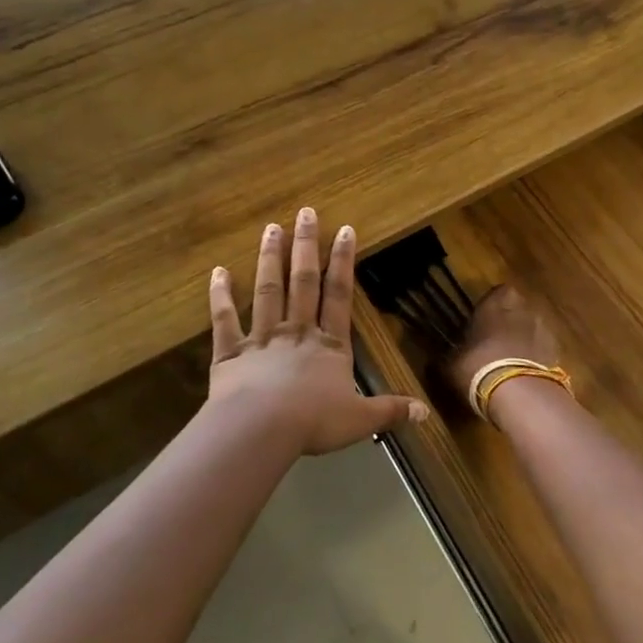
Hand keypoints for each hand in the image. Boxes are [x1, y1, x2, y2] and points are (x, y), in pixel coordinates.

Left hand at [209, 209, 427, 454]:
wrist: (261, 429)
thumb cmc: (313, 422)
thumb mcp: (360, 419)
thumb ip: (390, 411)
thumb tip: (425, 412)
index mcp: (329, 345)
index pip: (339, 295)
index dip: (343, 262)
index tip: (344, 230)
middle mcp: (296, 332)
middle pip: (303, 282)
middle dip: (306, 247)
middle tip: (305, 213)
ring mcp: (262, 339)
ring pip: (267, 291)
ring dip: (270, 259)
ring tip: (271, 229)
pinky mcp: (231, 353)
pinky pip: (225, 321)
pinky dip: (220, 297)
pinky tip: (217, 273)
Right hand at [444, 285, 563, 416]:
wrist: (519, 393)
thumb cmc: (478, 366)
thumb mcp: (451, 363)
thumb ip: (447, 355)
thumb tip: (436, 358)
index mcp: (496, 302)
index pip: (496, 293)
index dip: (490, 308)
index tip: (481, 323)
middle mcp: (523, 307)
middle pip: (517, 309)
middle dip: (509, 322)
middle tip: (496, 343)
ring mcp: (544, 329)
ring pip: (532, 329)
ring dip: (524, 340)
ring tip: (511, 364)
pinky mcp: (557, 351)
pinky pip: (543, 350)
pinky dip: (536, 359)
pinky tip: (524, 377)